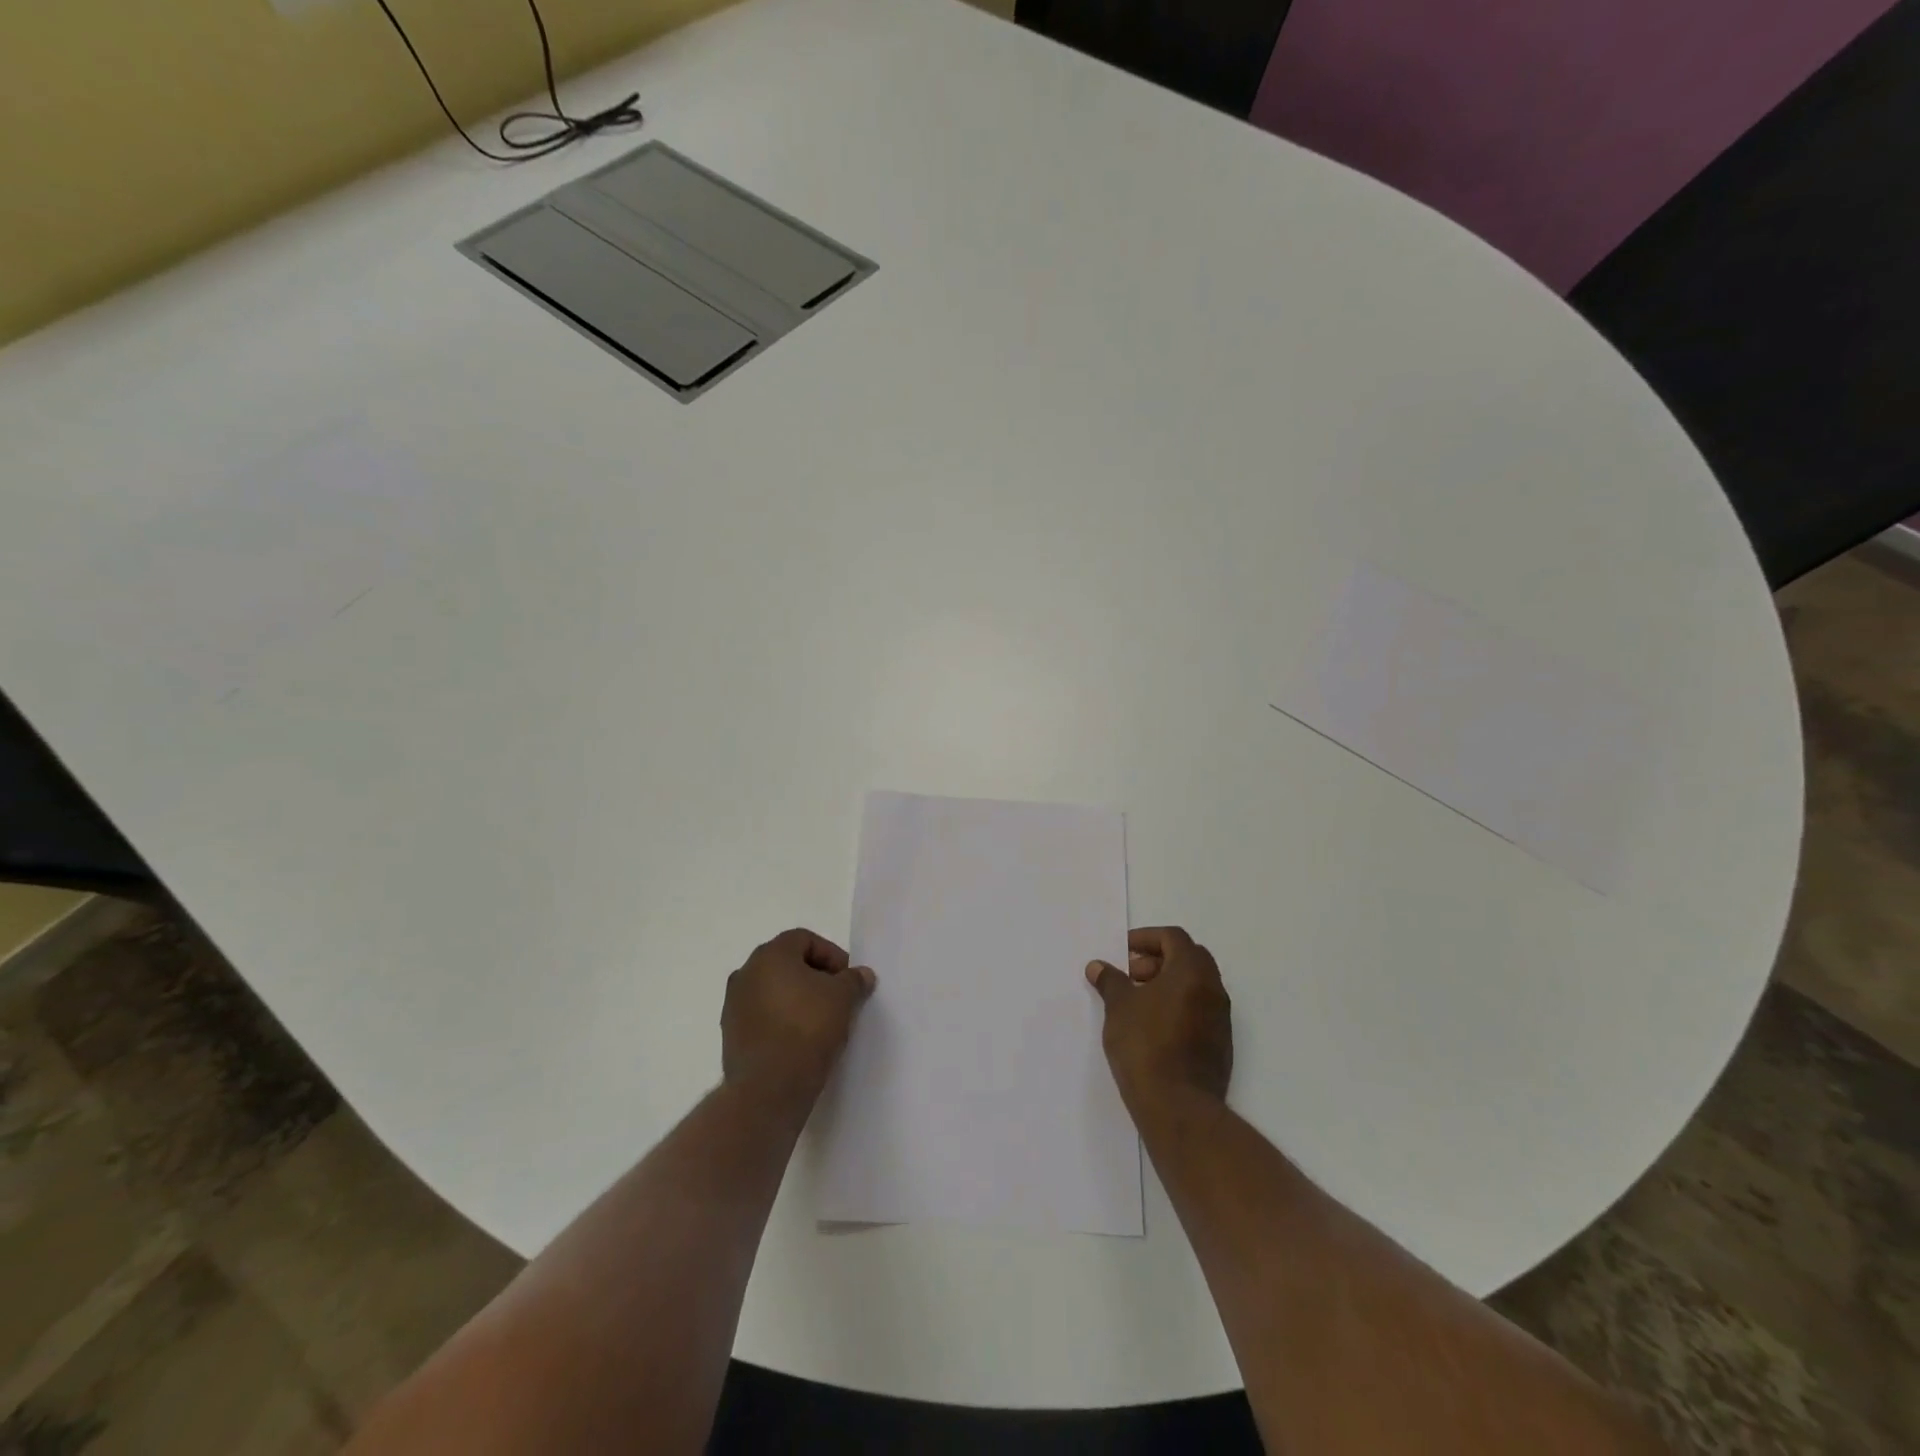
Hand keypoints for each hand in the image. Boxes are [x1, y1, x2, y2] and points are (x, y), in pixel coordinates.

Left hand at [722, 929, 874, 1105]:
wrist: (769, 1087)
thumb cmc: (808, 1028)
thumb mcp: (843, 998)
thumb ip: (853, 980)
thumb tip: (861, 974)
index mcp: (770, 955)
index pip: (804, 939)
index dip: (831, 954)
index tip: (847, 978)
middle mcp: (746, 973)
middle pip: (786, 963)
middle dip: (814, 976)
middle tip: (837, 997)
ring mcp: (734, 1005)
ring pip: (773, 991)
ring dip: (796, 999)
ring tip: (820, 1021)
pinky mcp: (730, 1035)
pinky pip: (762, 1016)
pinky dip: (781, 1020)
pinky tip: (799, 1040)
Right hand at [1087, 926, 1231, 1109]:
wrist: (1178, 1106)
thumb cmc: (1145, 1045)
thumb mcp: (1119, 1007)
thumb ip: (1110, 981)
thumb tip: (1098, 966)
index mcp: (1192, 971)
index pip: (1173, 937)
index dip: (1146, 938)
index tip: (1124, 952)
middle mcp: (1213, 989)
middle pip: (1189, 957)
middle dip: (1158, 959)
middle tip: (1131, 974)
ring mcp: (1220, 1018)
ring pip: (1196, 984)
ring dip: (1168, 982)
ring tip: (1138, 1000)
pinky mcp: (1220, 1044)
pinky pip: (1200, 1009)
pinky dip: (1179, 1004)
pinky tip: (1154, 1025)